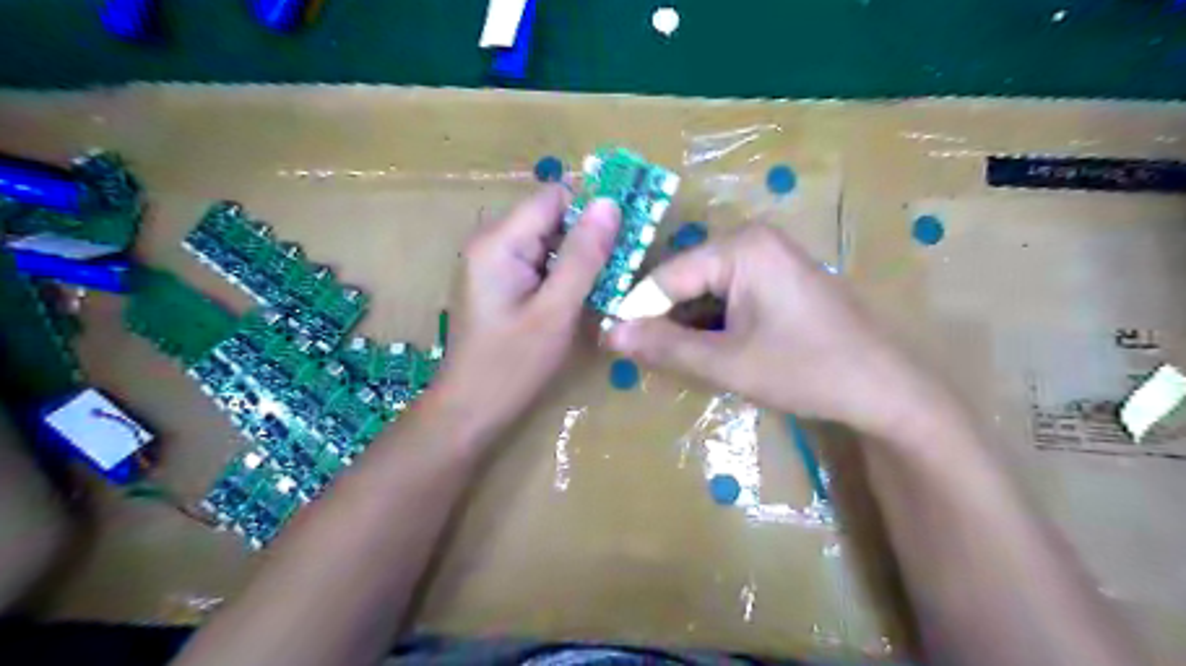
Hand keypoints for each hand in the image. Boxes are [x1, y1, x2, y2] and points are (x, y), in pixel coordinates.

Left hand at [433, 188, 619, 445]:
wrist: (470, 410)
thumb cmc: (512, 365)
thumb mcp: (556, 310)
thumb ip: (583, 256)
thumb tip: (611, 203)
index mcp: (499, 241)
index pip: (555, 196)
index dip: (593, 208)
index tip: (628, 230)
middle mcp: (491, 241)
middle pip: (551, 217)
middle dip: (588, 235)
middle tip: (622, 264)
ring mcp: (492, 262)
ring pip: (548, 240)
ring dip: (579, 257)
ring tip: (607, 283)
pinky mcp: (498, 281)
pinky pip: (538, 261)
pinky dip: (563, 273)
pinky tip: (581, 296)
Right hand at [605, 223, 951, 442]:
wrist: (887, 389)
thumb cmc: (807, 370)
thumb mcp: (729, 363)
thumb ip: (666, 347)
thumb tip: (609, 335)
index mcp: (741, 247)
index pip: (667, 275)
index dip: (637, 311)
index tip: (611, 342)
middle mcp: (752, 240)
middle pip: (686, 277)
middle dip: (663, 318)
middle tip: (639, 355)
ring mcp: (769, 257)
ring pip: (705, 288)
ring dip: (686, 323)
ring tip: (666, 357)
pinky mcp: (778, 277)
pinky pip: (728, 293)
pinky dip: (711, 321)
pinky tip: (705, 349)